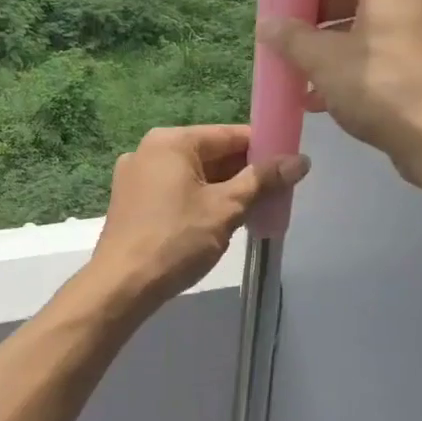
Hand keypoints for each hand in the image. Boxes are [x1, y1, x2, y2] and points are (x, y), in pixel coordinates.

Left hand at [89, 125, 309, 307]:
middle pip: (211, 153)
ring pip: (194, 175)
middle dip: (244, 172)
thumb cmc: (176, 240)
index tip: (290, 165)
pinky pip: (176, 190)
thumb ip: (262, 180)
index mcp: (171, 141)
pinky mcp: (131, 201)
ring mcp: (136, 176)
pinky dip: (200, 200)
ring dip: (224, 189)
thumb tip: (300, 160)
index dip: (263, 148)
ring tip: (255, 209)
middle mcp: (149, 150)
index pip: (229, 134)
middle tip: (277, 192)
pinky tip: (221, 221)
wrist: (122, 286)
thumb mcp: (226, 208)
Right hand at [257, 0, 421, 181]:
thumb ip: (291, 38)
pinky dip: (354, 66)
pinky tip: (323, 98)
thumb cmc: (381, 88)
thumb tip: (266, 24)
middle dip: (312, 20)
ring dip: (329, 49)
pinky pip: (384, 53)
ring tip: (297, 76)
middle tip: (281, 41)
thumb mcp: (324, 62)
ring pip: (365, 28)